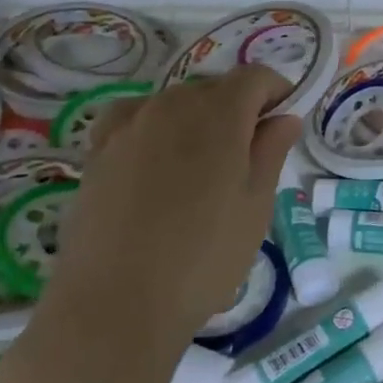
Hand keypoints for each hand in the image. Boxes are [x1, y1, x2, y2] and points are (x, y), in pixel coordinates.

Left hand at [43, 67, 301, 351]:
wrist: (114, 305)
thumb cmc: (203, 258)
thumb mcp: (256, 206)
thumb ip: (271, 151)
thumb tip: (284, 116)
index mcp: (220, 113)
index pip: (255, 77)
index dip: (276, 91)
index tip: (284, 120)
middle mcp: (173, 105)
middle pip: (215, 88)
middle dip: (238, 108)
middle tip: (248, 153)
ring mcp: (130, 125)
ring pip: (175, 102)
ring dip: (196, 118)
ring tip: (201, 165)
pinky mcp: (98, 150)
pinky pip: (133, 117)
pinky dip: (152, 125)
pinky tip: (153, 155)